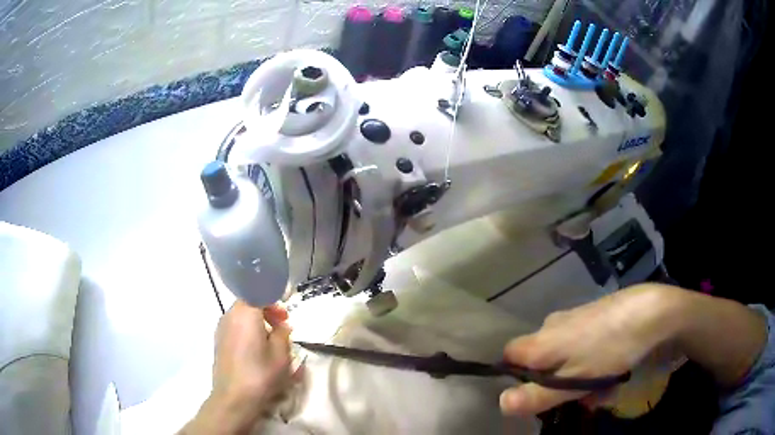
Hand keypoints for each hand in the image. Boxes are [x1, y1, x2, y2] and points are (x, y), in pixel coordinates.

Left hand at [181, 301, 293, 433]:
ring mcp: (221, 329)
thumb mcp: (281, 355)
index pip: (259, 292)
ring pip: (241, 316)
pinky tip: (257, 350)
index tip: (286, 314)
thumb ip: (283, 334)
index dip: (274, 299)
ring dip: (257, 322)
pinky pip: (235, 327)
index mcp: (245, 314)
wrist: (234, 398)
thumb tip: (281, 326)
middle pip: (249, 303)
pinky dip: (247, 330)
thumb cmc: (260, 374)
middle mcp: (230, 316)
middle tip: (282, 327)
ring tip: (271, 341)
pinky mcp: (219, 342)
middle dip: (267, 311)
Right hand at [500, 284, 680, 415]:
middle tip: (576, 396)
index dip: (515, 376)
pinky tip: (611, 366)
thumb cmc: (609, 350)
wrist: (649, 312)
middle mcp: (552, 324)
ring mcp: (574, 317)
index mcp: (541, 340)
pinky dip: (590, 358)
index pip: (509, 355)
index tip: (535, 393)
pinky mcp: (594, 313)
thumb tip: (500, 403)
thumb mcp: (573, 383)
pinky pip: (582, 342)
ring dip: (575, 373)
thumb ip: (536, 395)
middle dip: (552, 380)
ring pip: (563, 352)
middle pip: (539, 358)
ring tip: (601, 386)